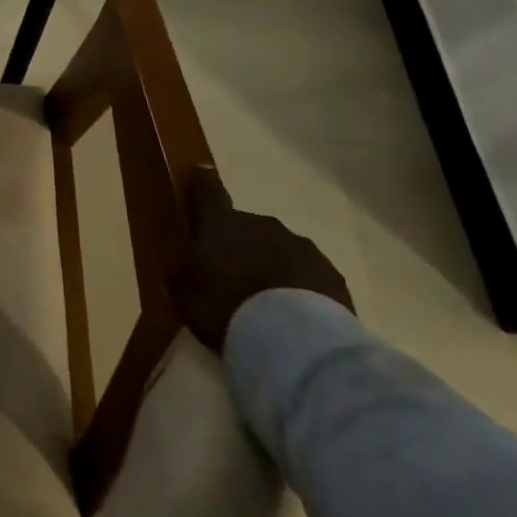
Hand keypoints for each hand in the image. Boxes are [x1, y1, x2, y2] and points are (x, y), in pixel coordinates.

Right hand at [171, 169, 353, 348]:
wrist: (297, 341)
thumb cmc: (227, 308)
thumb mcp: (187, 297)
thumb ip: (184, 278)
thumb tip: (185, 271)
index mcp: (221, 224)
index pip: (208, 192)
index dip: (202, 184)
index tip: (200, 176)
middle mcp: (262, 225)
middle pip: (245, 226)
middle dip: (239, 244)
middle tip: (231, 274)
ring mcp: (301, 247)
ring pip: (278, 248)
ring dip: (270, 264)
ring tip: (264, 301)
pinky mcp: (332, 275)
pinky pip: (306, 274)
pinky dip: (297, 286)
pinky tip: (292, 314)